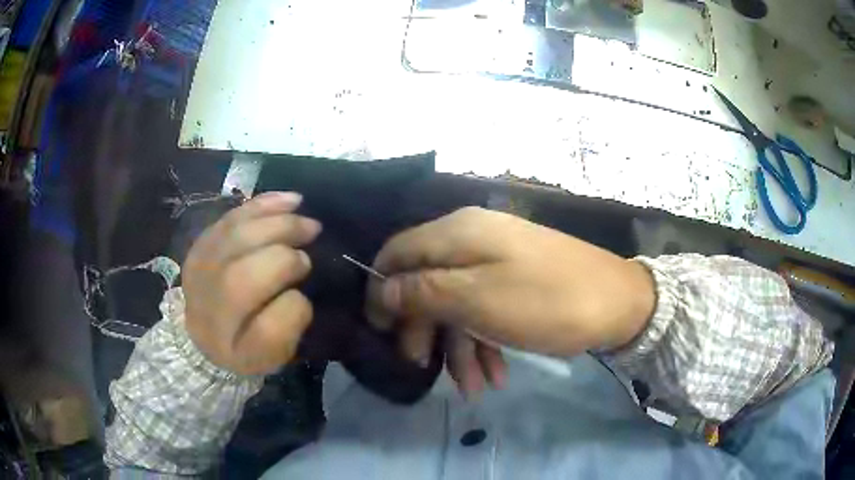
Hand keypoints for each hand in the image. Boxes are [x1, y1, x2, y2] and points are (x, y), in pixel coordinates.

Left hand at [183, 192, 321, 374]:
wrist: (201, 333)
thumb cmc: (243, 347)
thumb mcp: (271, 355)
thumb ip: (288, 329)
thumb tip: (298, 290)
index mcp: (232, 348)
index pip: (266, 330)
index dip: (294, 308)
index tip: (306, 297)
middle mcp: (209, 312)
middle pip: (242, 279)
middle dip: (284, 258)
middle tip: (309, 256)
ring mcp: (199, 273)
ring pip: (235, 240)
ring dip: (277, 224)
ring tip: (307, 222)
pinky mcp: (200, 245)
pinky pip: (230, 218)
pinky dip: (262, 206)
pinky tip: (290, 201)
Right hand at [367, 207, 654, 394]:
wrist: (621, 304)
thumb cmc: (547, 303)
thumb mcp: (477, 300)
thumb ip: (423, 291)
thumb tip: (383, 289)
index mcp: (459, 232)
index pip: (399, 251)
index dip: (382, 289)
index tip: (379, 329)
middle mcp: (473, 238)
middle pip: (427, 281)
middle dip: (423, 328)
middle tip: (422, 367)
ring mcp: (498, 259)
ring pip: (458, 303)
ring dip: (459, 347)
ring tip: (472, 388)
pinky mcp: (517, 280)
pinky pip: (486, 308)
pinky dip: (485, 342)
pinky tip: (495, 374)